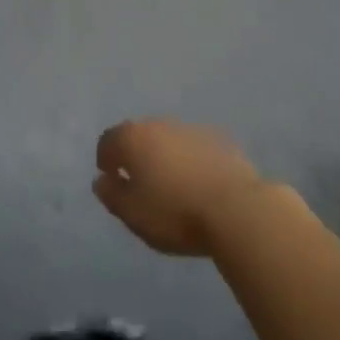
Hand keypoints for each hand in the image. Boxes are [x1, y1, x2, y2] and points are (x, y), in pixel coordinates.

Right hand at [94, 119, 267, 256]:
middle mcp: (160, 125)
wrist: (237, 209)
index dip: (106, 159)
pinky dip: (190, 161)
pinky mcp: (220, 140)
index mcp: (134, 138)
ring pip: (168, 140)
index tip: (111, 179)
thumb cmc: (175, 213)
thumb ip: (111, 195)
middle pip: (139, 135)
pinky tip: (199, 184)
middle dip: (136, 155)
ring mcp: (191, 129)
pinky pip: (194, 148)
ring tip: (172, 185)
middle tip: (140, 183)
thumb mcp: (133, 214)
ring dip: (164, 156)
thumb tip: (101, 180)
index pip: (109, 140)